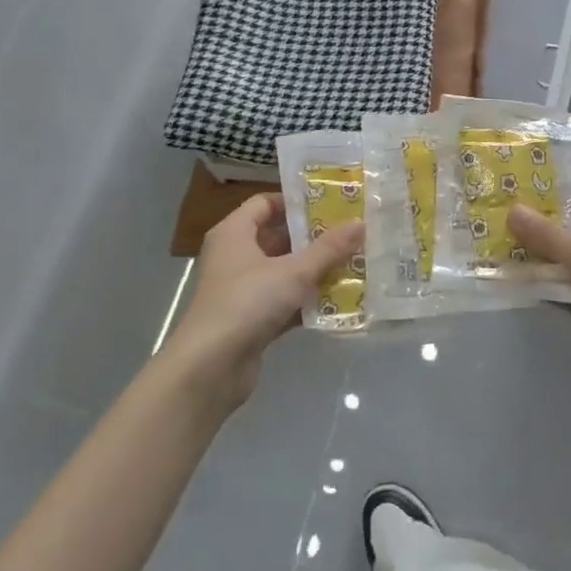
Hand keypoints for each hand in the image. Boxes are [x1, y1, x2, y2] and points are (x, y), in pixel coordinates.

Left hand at [161, 194, 363, 412]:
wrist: (210, 368)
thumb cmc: (247, 302)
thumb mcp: (293, 271)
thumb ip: (328, 248)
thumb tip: (360, 223)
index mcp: (234, 233)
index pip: (264, 203)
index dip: (295, 202)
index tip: (330, 204)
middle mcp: (234, 257)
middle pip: (277, 238)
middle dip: (312, 238)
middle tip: (349, 234)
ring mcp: (242, 291)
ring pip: (283, 272)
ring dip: (314, 270)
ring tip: (352, 263)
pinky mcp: (250, 321)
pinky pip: (284, 302)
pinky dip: (306, 301)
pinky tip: (338, 301)